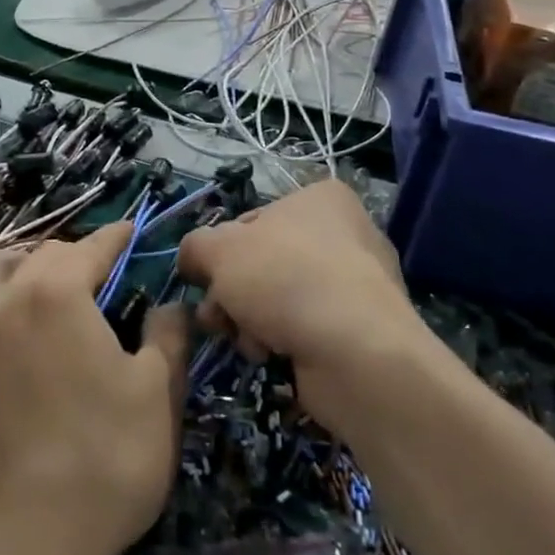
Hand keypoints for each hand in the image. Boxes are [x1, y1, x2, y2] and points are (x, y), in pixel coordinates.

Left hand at [0, 223, 190, 554]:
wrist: (10, 544)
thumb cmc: (99, 464)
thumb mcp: (157, 399)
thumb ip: (168, 337)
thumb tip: (168, 305)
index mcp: (57, 293)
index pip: (90, 246)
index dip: (114, 237)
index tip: (129, 231)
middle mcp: (3, 296)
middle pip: (40, 254)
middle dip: (72, 256)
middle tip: (94, 276)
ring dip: (18, 269)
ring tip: (39, 293)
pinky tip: (0, 330)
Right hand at [176, 180, 447, 435]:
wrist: (355, 353)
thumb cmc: (284, 278)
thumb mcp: (219, 250)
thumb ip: (195, 246)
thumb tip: (191, 261)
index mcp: (320, 198)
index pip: (252, 220)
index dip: (221, 252)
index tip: (206, 279)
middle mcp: (345, 234)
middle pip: (262, 263)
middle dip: (232, 294)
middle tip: (217, 317)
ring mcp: (358, 285)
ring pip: (279, 299)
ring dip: (250, 321)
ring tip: (248, 340)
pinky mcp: (363, 332)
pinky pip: (305, 331)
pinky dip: (282, 343)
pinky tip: (274, 356)